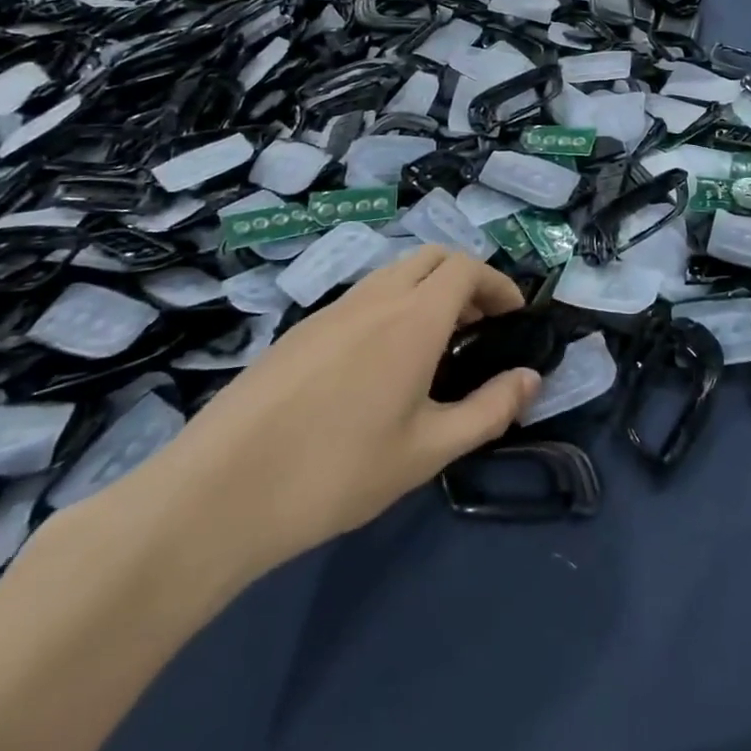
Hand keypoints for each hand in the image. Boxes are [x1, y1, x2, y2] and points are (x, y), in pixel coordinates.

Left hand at [109, 249, 539, 588]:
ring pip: (394, 273)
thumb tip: (532, 378)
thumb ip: (489, 410)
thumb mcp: (428, 451)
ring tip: (435, 346)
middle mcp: (374, 297)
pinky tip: (380, 364)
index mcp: (412, 318)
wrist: (218, 494)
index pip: (466, 268)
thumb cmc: (337, 471)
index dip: (498, 284)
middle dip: (466, 279)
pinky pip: (361, 297)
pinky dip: (392, 306)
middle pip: (431, 257)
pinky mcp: (299, 331)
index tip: (514, 317)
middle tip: (479, 326)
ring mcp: (330, 310)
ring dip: (427, 290)